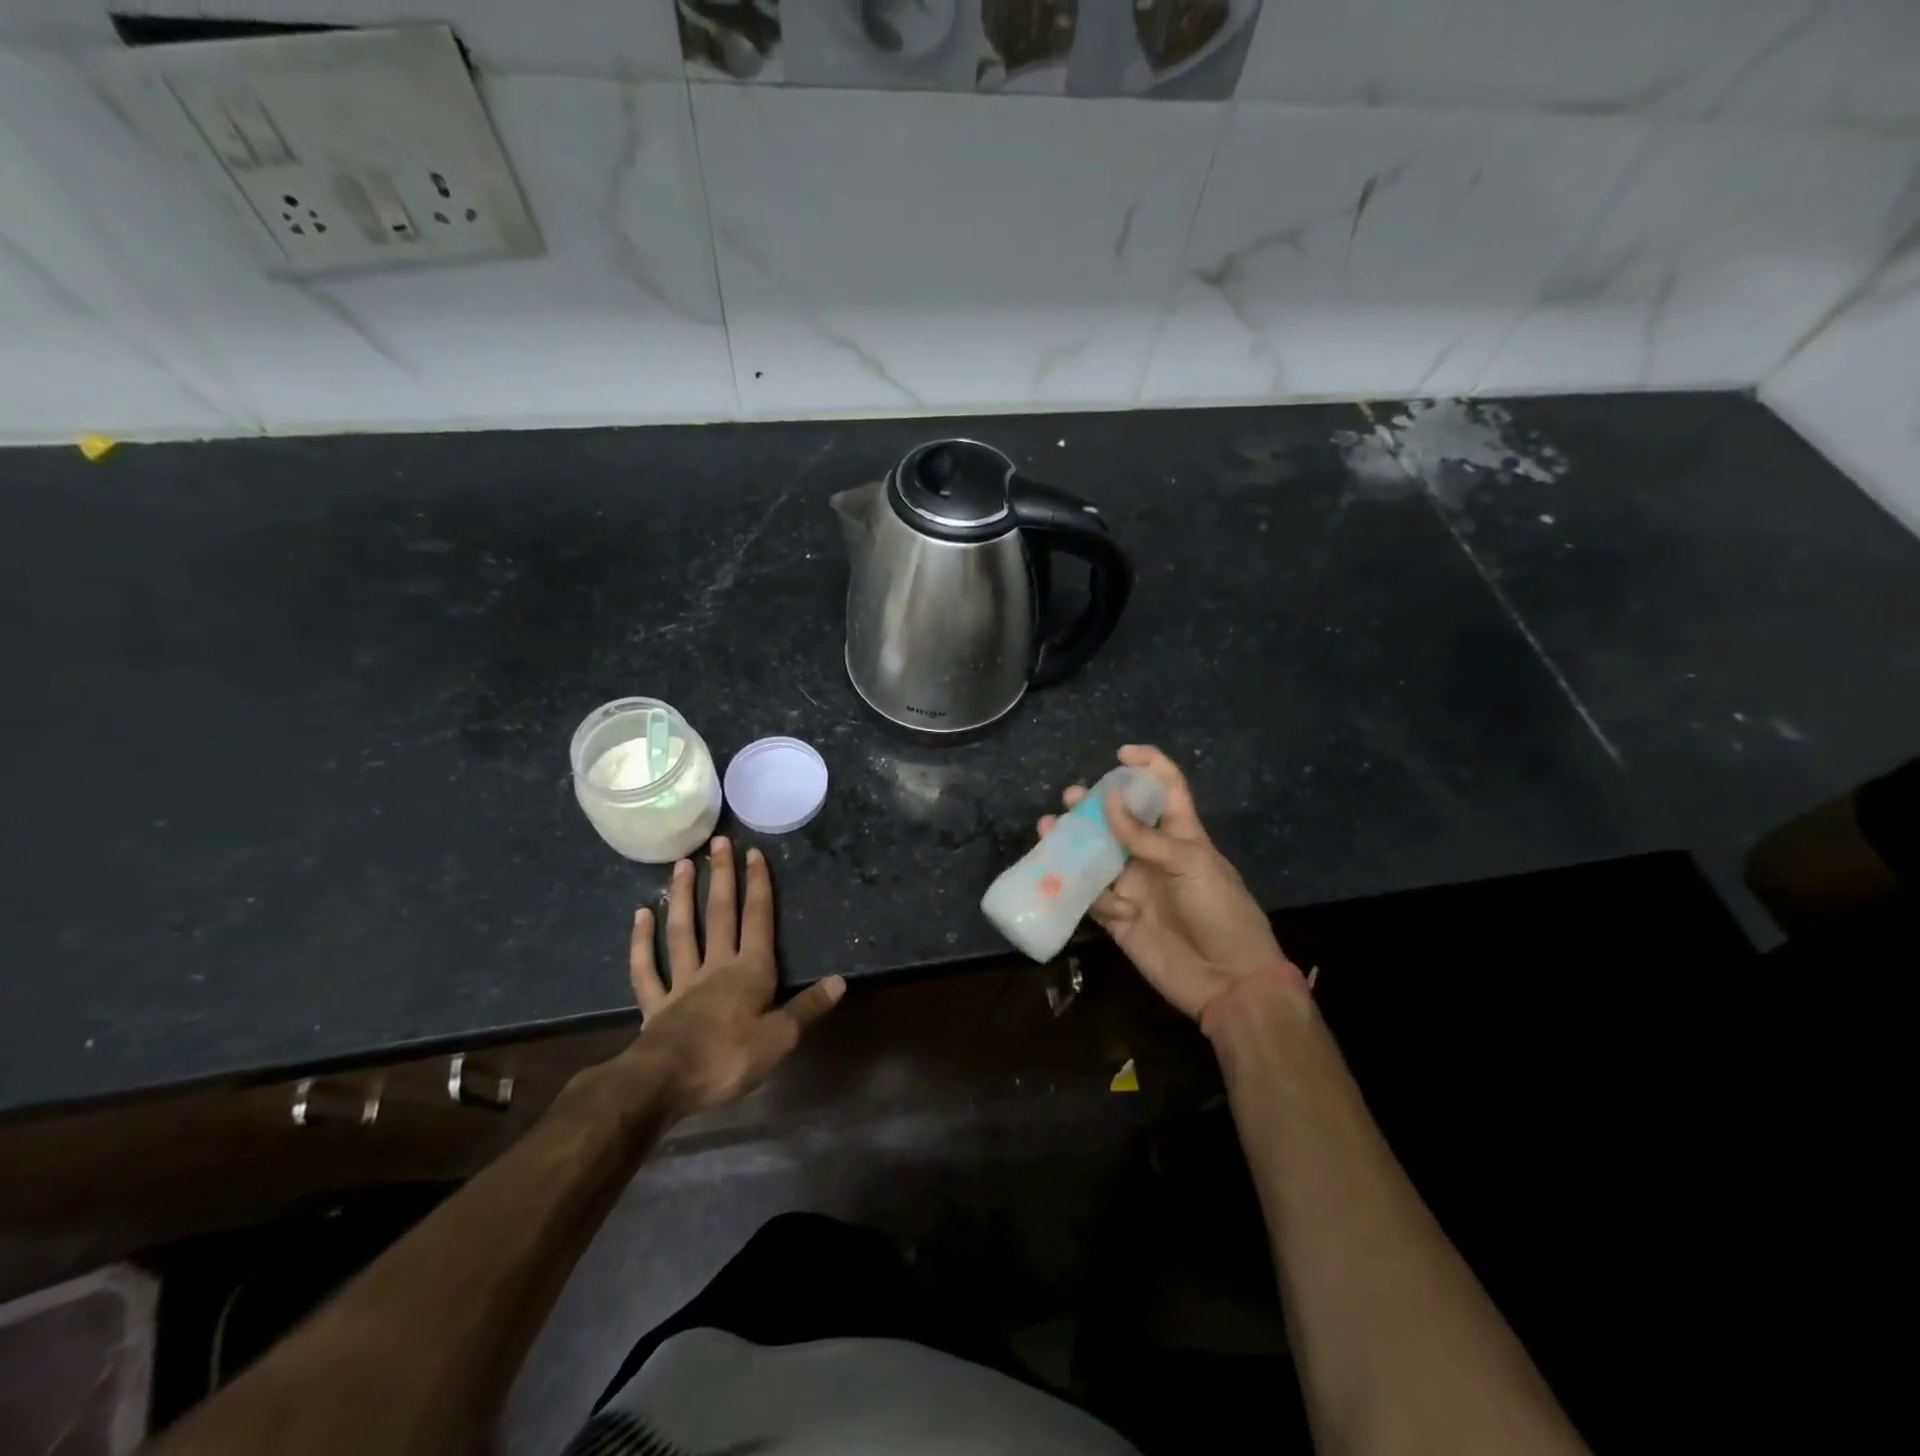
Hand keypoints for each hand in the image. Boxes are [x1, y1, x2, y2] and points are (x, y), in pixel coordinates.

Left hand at [626, 836, 843, 1114]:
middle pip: (720, 914)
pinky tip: (640, 916)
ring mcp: (682, 982)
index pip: (757, 919)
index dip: (758, 885)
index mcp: (750, 971)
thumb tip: (840, 981)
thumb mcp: (781, 1038)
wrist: (664, 1083)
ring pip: (682, 931)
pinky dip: (642, 942)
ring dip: (683, 896)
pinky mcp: (656, 1004)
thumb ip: (808, 1007)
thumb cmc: (729, 1058)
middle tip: (718, 842)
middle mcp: (716, 966)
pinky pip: (647, 969)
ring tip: (682, 864)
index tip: (754, 853)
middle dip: (722, 877)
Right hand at [1038, 746, 1302, 1019]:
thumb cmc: (1220, 912)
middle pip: (1119, 820)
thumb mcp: (1190, 864)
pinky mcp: (1118, 917)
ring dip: (1073, 842)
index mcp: (1181, 835)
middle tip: (1070, 797)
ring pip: (1096, 855)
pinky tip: (1080, 889)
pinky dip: (1083, 891)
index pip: (1166, 789)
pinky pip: (1091, 896)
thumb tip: (1106, 799)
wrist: (1228, 983)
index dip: (1148, 766)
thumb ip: (1145, 836)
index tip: (1121, 754)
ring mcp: (1134, 886)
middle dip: (1093, 805)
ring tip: (1049, 827)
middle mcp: (1153, 855)